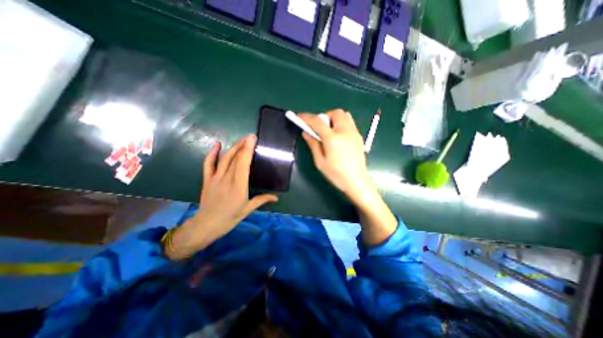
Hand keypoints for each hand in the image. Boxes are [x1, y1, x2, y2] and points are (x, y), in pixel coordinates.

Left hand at [164, 135, 276, 260]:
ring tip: (241, 140)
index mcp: (239, 186)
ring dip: (233, 147)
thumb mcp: (248, 209)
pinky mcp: (207, 179)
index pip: (243, 164)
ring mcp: (216, 178)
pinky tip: (217, 144)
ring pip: (224, 159)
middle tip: (250, 136)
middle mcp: (227, 179)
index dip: (248, 150)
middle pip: (235, 158)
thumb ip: (262, 199)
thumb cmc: (230, 218)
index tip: (252, 139)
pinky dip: (212, 153)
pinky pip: (208, 164)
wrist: (207, 224)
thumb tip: (276, 197)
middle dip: (243, 145)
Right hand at [299, 111, 398, 245]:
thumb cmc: (336, 174)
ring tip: (329, 131)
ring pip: (344, 115)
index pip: (318, 122)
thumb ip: (313, 144)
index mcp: (333, 139)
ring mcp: (354, 132)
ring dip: (333, 118)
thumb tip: (306, 133)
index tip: (299, 116)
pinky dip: (340, 123)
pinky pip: (349, 122)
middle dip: (324, 117)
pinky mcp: (359, 136)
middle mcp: (345, 131)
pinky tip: (338, 136)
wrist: (357, 181)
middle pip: (335, 113)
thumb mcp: (320, 161)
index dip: (307, 117)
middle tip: (319, 128)